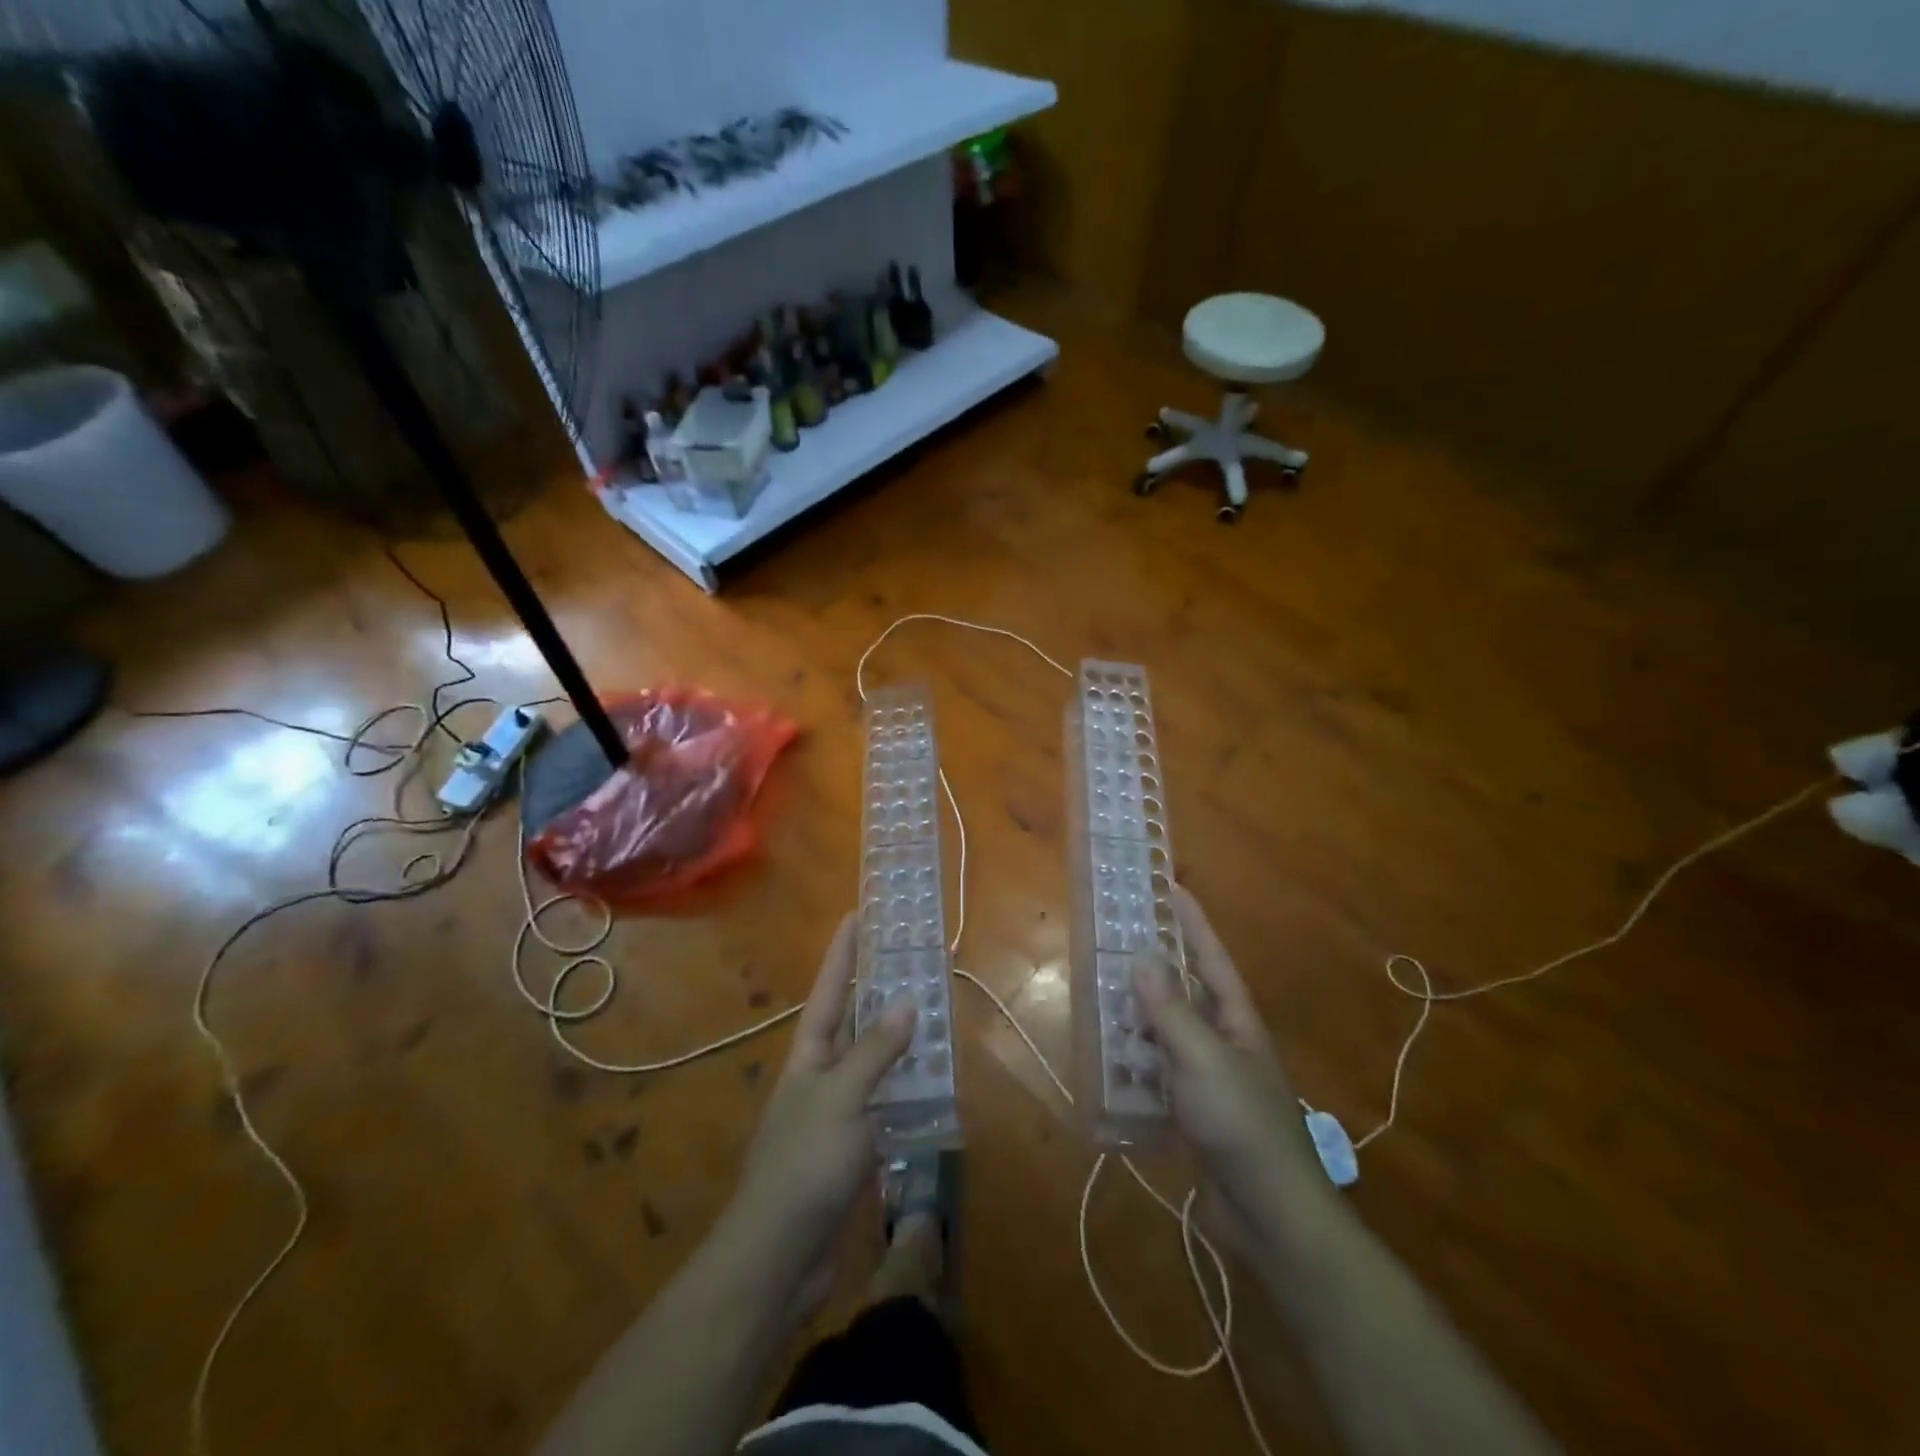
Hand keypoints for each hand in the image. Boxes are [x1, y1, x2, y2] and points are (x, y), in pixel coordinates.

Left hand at [724, 915, 914, 1314]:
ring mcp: (838, 1111)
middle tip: (915, 958)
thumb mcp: (841, 1099)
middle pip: (855, 1020)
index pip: (830, 989)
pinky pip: (886, 1103)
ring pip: (875, 1061)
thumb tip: (907, 1002)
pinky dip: (909, 1089)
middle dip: (881, 989)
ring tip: (937, 1011)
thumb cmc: (804, 1164)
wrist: (778, 1256)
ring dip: (902, 1039)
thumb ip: (875, 1051)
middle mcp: (822, 1074)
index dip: (844, 951)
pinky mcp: (854, 1147)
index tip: (859, 913)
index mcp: (810, 1054)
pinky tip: (936, 1083)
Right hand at [1133, 887, 1323, 1259]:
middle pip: (1188, 992)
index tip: (1170, 888)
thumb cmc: (1240, 1124)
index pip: (1211, 958)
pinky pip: (1161, 1072)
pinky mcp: (1197, 1112)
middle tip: (1118, 942)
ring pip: (1170, 1032)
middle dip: (1157, 967)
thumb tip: (1141, 958)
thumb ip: (1170, 1010)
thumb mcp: (1202, 1059)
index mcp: (1237, 1021)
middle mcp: (1226, 1042)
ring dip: (1140, 1016)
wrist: (1271, 1214)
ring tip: (1104, 996)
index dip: (1192, 922)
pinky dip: (1138, 1062)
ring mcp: (1212, 1078)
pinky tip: (1112, 1060)